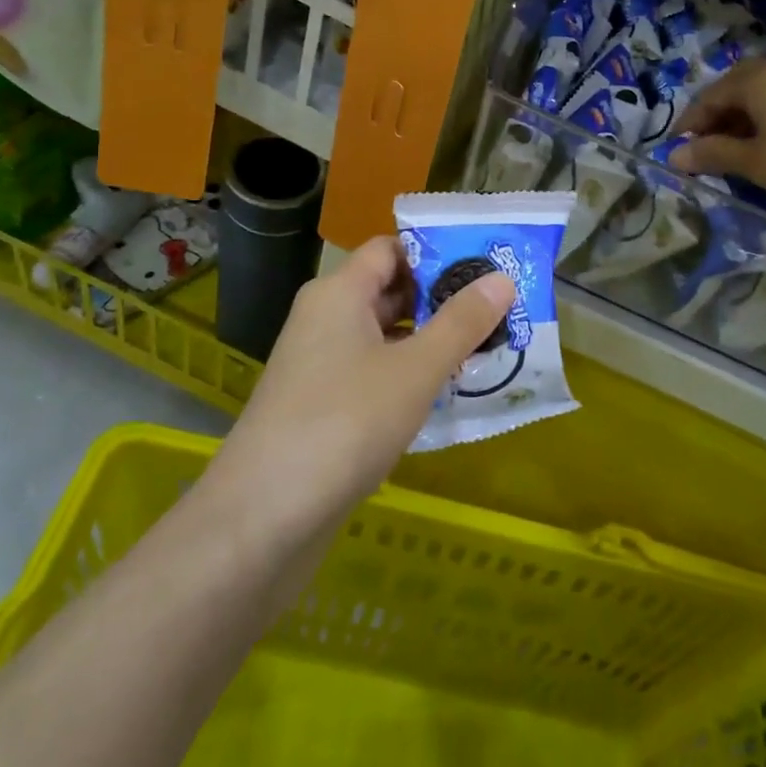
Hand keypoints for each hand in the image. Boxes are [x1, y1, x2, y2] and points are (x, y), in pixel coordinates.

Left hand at [203, 238, 514, 546]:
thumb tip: (501, 278)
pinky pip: (373, 372)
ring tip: (486, 347)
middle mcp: (325, 318)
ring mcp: (319, 364)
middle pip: (389, 290)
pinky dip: (408, 374)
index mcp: (339, 292)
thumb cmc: (345, 422)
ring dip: (429, 340)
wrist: (264, 517)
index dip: (437, 252)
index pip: (390, 249)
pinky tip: (445, 392)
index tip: (486, 265)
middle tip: (499, 308)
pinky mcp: (321, 405)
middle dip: (442, 299)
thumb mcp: (415, 369)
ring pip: (383, 335)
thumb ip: (461, 322)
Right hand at [668, 58, 765, 228]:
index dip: (690, 123)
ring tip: (732, 154)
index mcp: (758, 79)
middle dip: (715, 119)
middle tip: (702, 150)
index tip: (676, 150)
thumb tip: (675, 155)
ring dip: (741, 122)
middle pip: (736, 90)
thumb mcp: (755, 162)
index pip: (709, 96)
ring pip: (763, 98)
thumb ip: (713, 155)